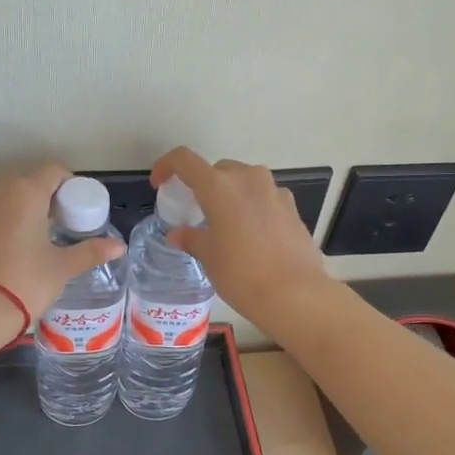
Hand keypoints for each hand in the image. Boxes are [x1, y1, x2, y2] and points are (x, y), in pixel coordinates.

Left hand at [0, 163, 123, 324]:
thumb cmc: (26, 283)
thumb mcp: (63, 268)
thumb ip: (91, 251)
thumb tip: (119, 246)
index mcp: (26, 193)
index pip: (53, 171)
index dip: (69, 185)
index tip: (76, 208)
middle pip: (28, 182)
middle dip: (46, 197)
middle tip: (59, 225)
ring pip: (5, 197)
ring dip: (22, 209)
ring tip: (35, 238)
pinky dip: (2, 222)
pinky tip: (10, 249)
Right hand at [150, 148, 333, 328]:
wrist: (294, 294)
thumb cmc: (241, 274)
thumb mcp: (209, 257)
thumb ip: (191, 238)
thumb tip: (178, 234)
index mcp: (219, 186)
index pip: (185, 160)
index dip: (167, 166)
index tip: (160, 183)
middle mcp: (248, 178)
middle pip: (218, 170)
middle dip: (203, 184)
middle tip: (197, 210)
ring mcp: (274, 190)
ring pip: (244, 181)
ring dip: (230, 194)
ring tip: (225, 223)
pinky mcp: (292, 207)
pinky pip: (265, 197)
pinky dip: (252, 207)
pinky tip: (252, 235)